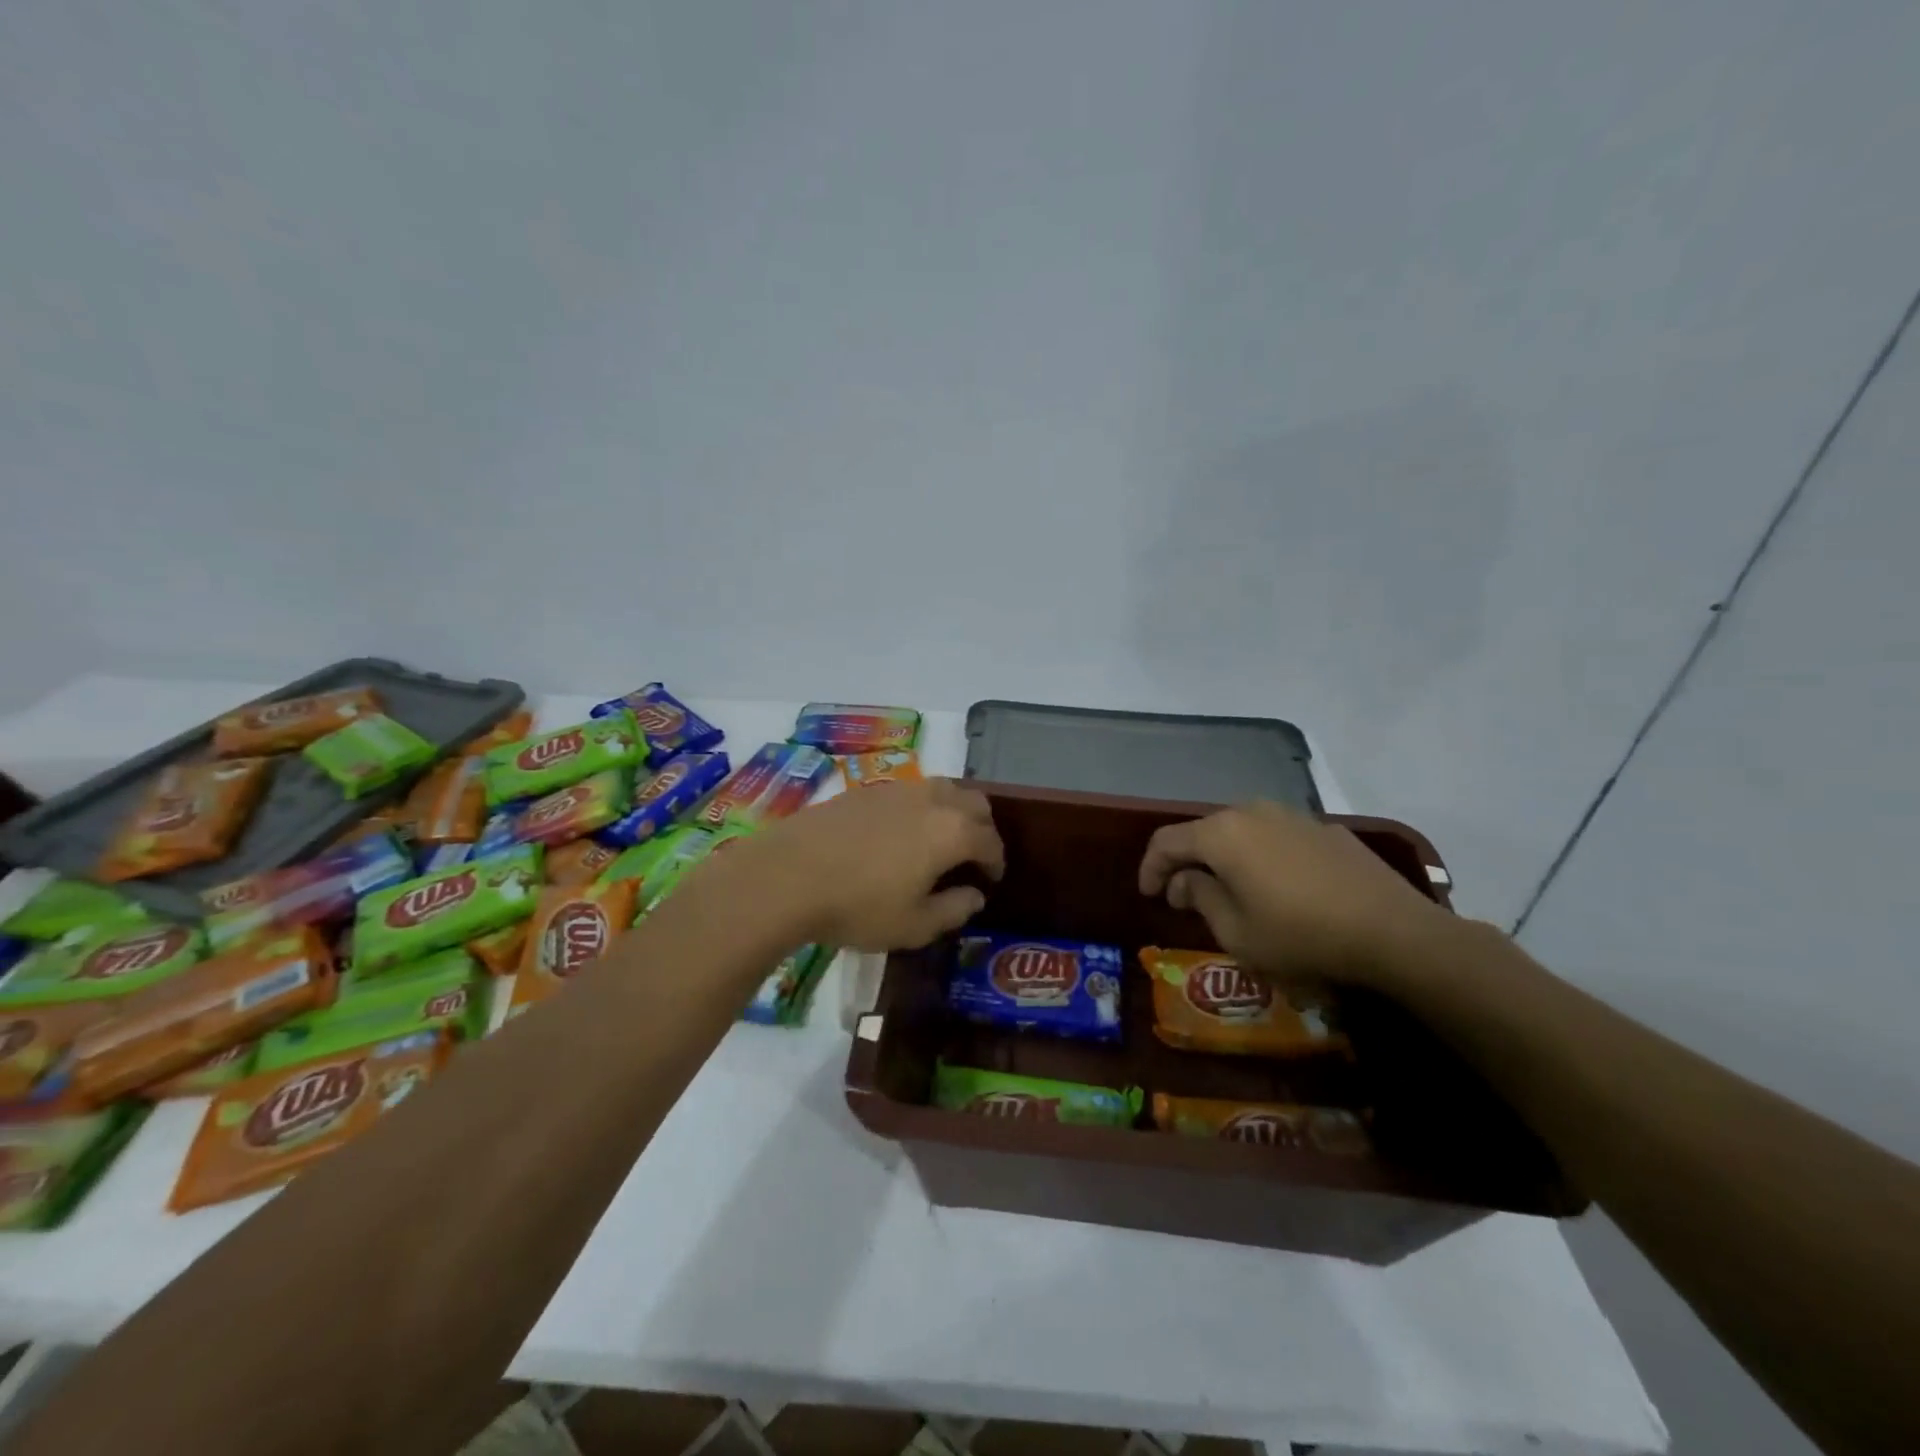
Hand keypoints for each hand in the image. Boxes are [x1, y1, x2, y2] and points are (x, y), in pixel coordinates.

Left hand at [748, 779, 1004, 950]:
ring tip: (940, 839)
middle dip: (981, 827)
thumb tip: (974, 896)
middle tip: (973, 855)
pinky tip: (901, 833)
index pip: (990, 840)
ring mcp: (897, 789)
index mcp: (952, 831)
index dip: (996, 861)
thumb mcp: (914, 925)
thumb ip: (954, 910)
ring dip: (952, 810)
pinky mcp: (866, 790)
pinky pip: (909, 792)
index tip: (992, 879)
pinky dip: (920, 808)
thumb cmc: (859, 907)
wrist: (788, 875)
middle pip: (974, 802)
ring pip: (942, 789)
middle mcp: (932, 799)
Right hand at [1138, 800, 1449, 986]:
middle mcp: (1252, 812)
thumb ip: (1201, 898)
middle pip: (1204, 832)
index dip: (1150, 868)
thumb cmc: (1301, 936)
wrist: (1394, 932)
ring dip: (1225, 859)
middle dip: (1188, 863)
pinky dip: (1262, 858)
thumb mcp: (1237, 933)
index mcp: (1222, 834)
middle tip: (1185, 898)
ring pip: (1242, 832)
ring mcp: (1292, 816)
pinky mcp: (1325, 829)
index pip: (1167, 841)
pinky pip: (1277, 838)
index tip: (1149, 896)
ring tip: (1229, 891)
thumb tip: (1186, 880)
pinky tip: (1277, 888)